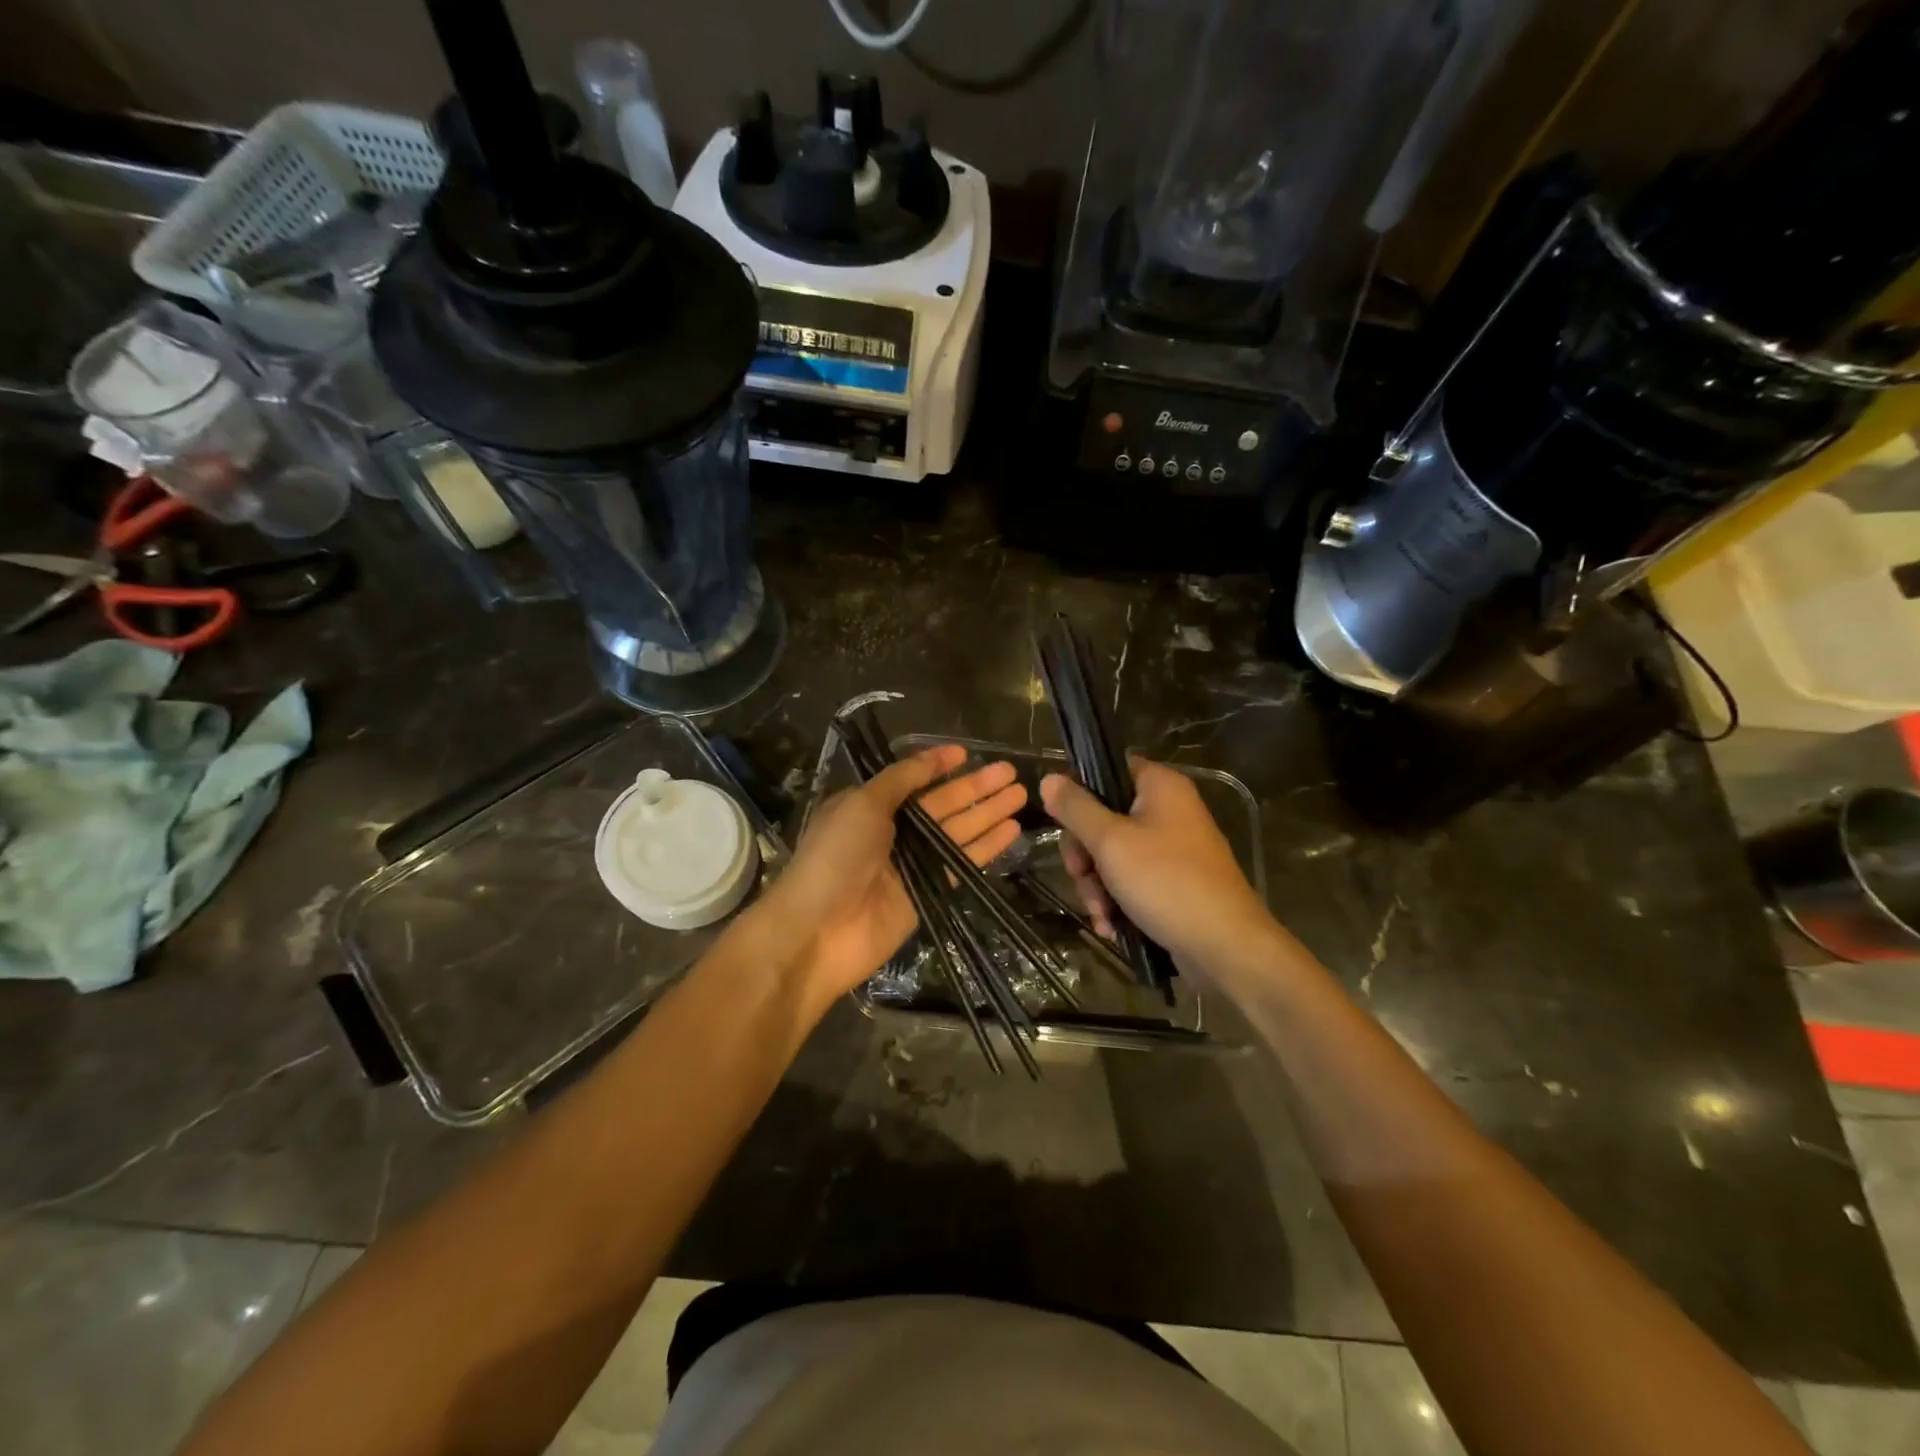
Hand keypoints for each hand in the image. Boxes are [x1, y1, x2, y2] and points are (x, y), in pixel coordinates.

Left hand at [753, 744, 1025, 1012]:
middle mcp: (892, 831)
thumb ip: (900, 780)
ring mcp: (912, 863)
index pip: (911, 779)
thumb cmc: (836, 856)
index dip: (938, 765)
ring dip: (987, 812)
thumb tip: (931, 758)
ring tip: (1021, 794)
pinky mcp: (928, 892)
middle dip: (975, 787)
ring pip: (957, 831)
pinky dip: (986, 847)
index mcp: (869, 806)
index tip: (968, 753)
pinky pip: (962, 863)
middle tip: (1011, 772)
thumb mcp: (862, 804)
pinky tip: (1012, 831)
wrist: (819, 930)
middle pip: (941, 804)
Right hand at [1040, 756, 1273, 971]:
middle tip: (1082, 876)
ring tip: (1102, 914)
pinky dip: (1116, 901)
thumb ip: (1076, 809)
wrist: (1225, 947)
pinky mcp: (1171, 882)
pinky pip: (1130, 880)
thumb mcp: (1111, 842)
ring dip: (1096, 885)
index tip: (1062, 823)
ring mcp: (1171, 848)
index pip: (1107, 769)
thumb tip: (1048, 779)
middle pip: (1103, 817)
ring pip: (1112, 855)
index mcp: (1159, 786)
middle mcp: (1168, 810)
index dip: (1079, 793)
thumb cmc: (1167, 883)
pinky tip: (1111, 926)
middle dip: (1085, 855)